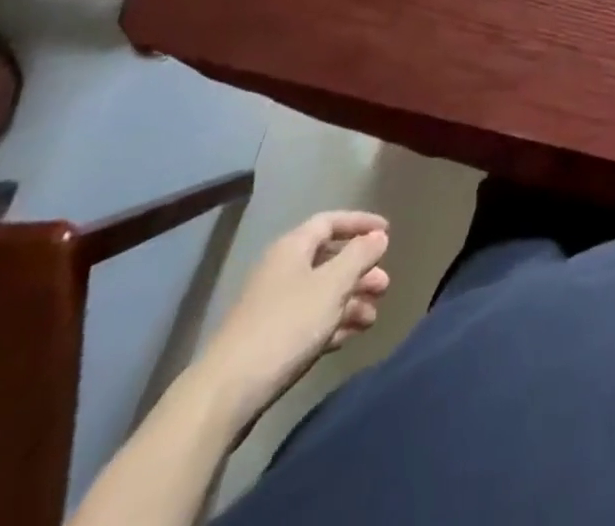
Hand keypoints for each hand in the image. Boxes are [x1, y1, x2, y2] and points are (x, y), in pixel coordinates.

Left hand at [190, 211, 390, 428]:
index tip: (387, 232)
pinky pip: (310, 321)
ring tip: (373, 318)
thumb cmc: (286, 325)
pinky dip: (333, 324)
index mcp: (292, 248)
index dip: (360, 223)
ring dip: (350, 301)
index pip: (331, 221)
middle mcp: (282, 270)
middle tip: (385, 285)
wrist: (226, 393)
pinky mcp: (270, 340)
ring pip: (322, 293)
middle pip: (328, 259)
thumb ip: (359, 256)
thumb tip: (378, 236)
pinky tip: (349, 337)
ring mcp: (273, 307)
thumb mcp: (332, 285)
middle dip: (360, 270)